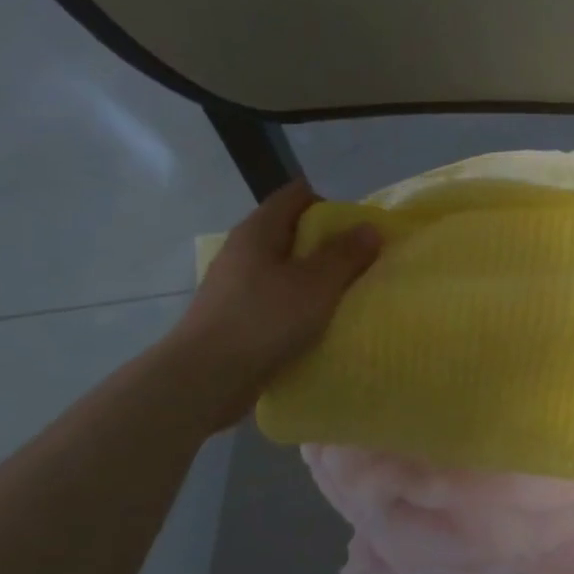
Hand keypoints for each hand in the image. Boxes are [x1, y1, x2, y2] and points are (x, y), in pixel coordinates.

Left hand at [164, 181, 379, 430]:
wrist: (204, 378)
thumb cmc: (264, 319)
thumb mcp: (317, 284)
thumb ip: (346, 255)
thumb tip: (370, 227)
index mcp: (258, 230)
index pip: (296, 196)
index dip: (329, 205)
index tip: (356, 229)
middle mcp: (242, 250)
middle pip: (290, 232)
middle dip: (326, 244)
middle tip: (359, 263)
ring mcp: (234, 284)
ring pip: (283, 268)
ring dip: (312, 277)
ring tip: (343, 296)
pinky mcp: (234, 316)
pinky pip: (274, 298)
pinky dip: (297, 303)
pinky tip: (315, 324)